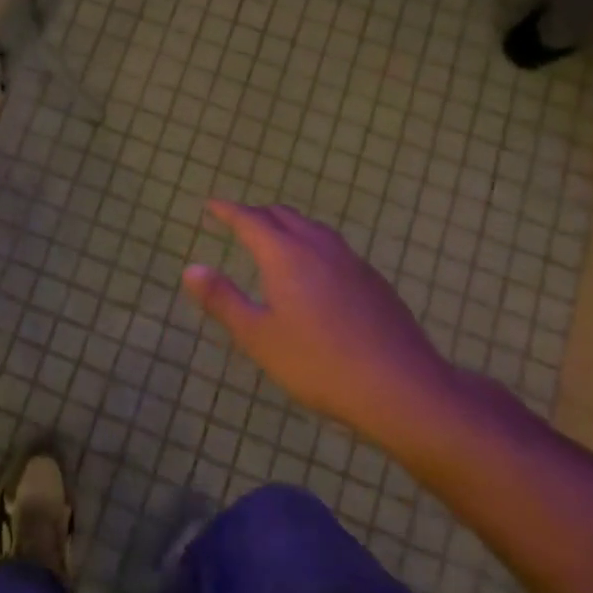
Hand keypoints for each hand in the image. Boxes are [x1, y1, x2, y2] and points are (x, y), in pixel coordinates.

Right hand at [182, 201, 463, 441]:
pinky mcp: (374, 282)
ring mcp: (352, 263)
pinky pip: (333, 248)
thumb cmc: (318, 363)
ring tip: (274, 240)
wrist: (401, 387)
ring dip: (288, 226)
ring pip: (313, 229)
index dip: (227, 211)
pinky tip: (315, 271)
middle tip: (238, 222)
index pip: (250, 220)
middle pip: (284, 216)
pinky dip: (312, 245)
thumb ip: (222, 299)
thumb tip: (191, 269)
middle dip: (257, 215)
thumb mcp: (257, 336)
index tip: (211, 206)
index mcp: (286, 255)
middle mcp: (319, 248)